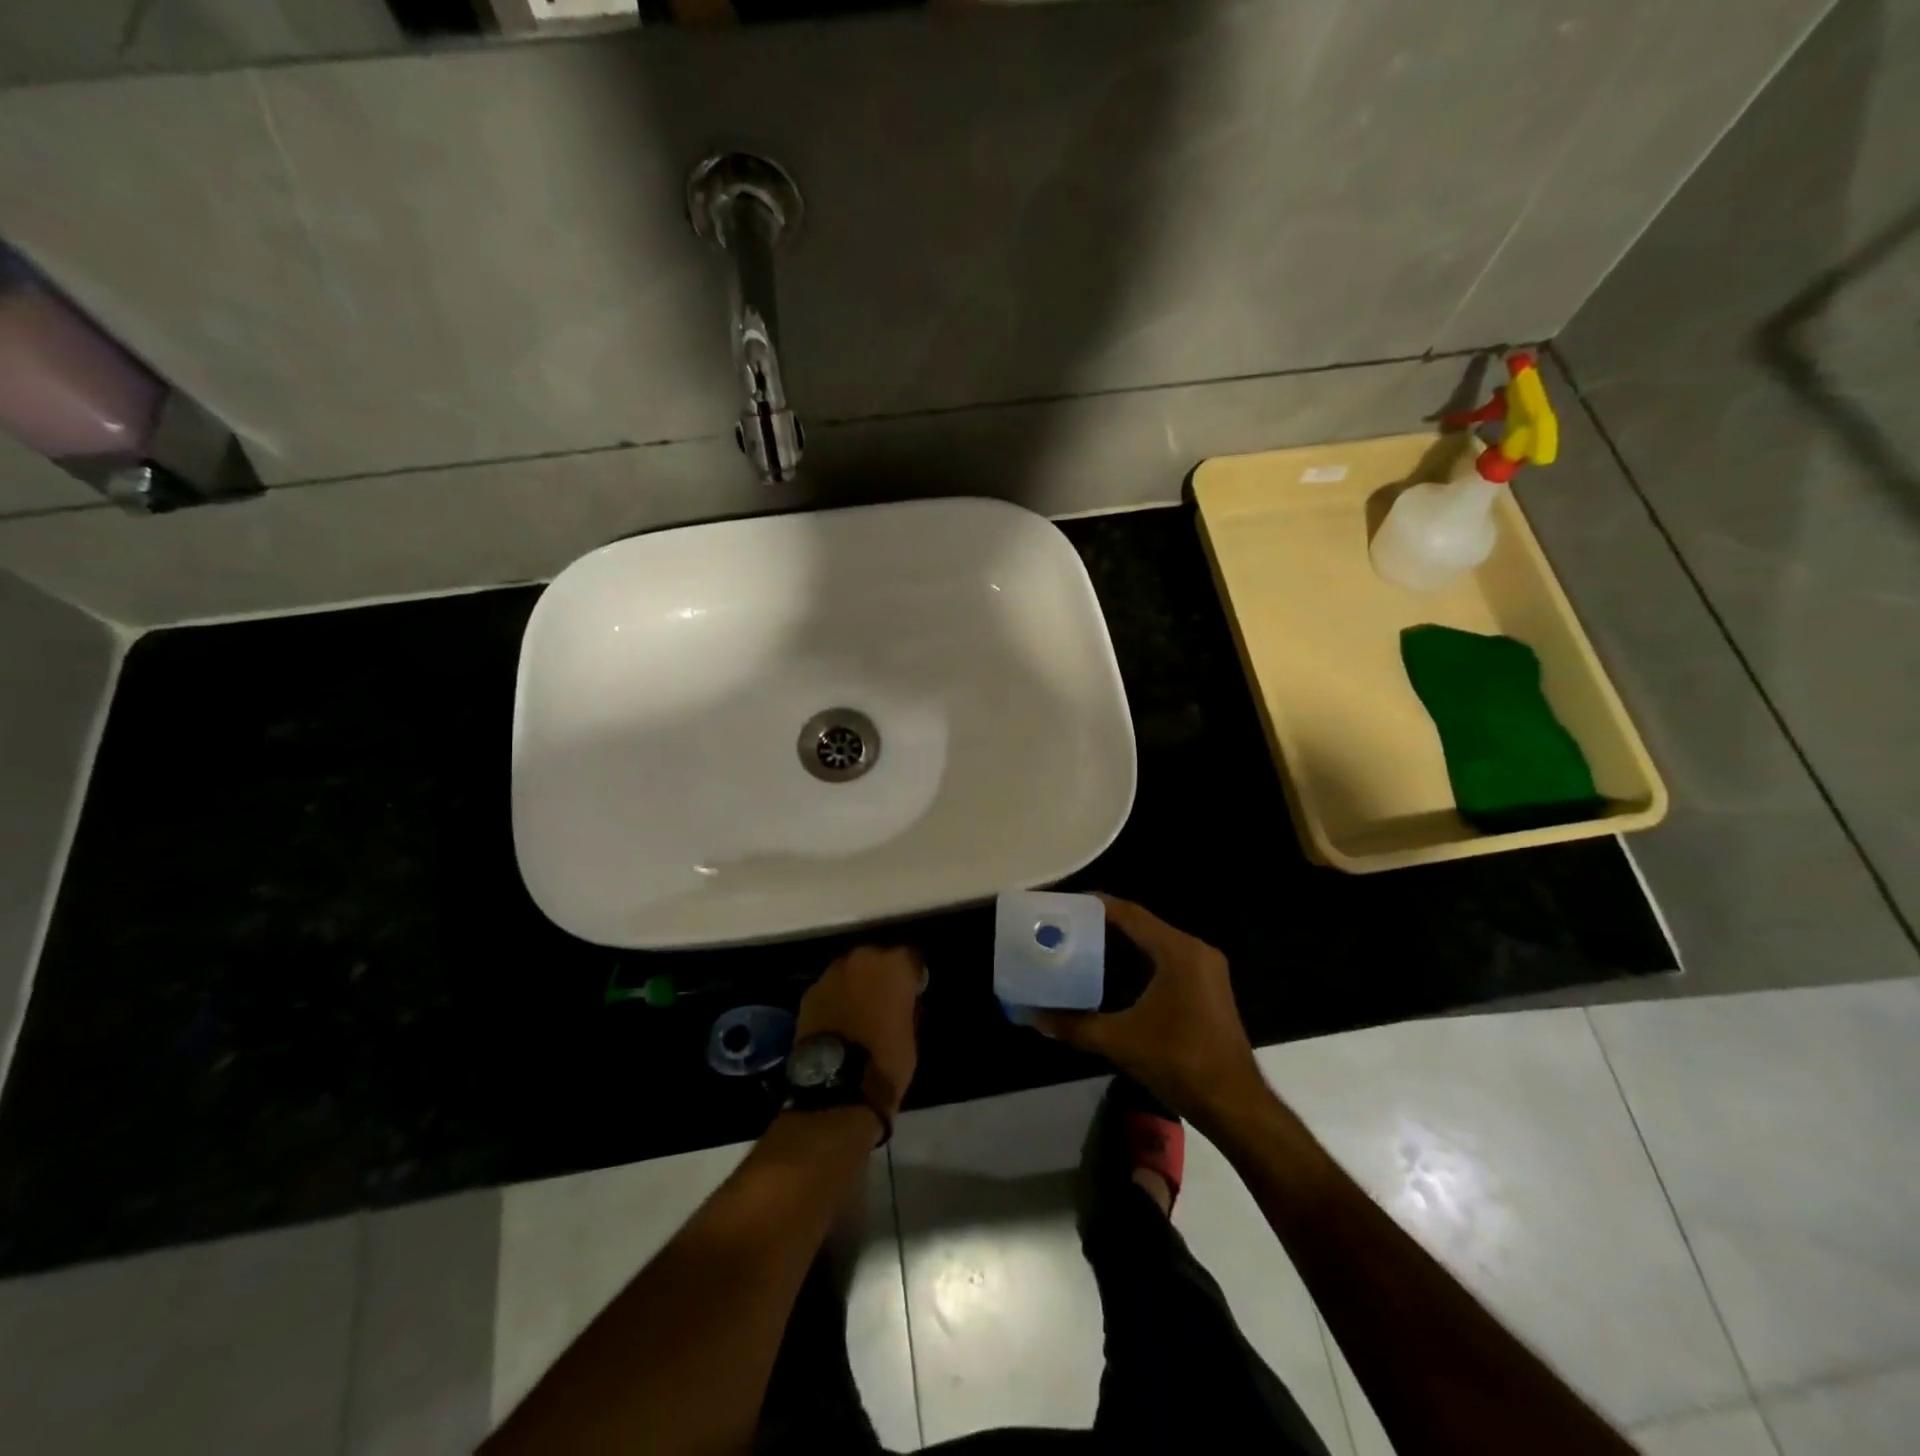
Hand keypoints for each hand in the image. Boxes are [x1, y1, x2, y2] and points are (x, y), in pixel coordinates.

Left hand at [796, 945, 924, 1116]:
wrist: (836, 1087)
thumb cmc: (886, 1061)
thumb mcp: (911, 1035)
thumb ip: (907, 1008)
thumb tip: (903, 1002)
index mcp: (895, 966)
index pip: (912, 956)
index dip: (913, 974)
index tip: (914, 990)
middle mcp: (863, 958)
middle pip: (877, 957)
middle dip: (882, 973)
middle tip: (886, 998)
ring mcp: (832, 973)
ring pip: (850, 970)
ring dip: (856, 982)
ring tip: (859, 1008)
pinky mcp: (810, 992)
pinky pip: (830, 987)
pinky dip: (836, 997)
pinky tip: (838, 1018)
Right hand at [1034, 895, 1269, 1131]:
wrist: (1234, 1105)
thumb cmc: (1179, 1063)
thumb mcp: (1120, 1041)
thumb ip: (1076, 1025)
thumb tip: (1035, 1017)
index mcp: (1178, 952)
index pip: (1131, 914)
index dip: (1096, 906)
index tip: (1064, 904)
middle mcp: (1195, 951)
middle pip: (1142, 925)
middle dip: (1104, 925)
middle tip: (1066, 927)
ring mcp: (1205, 970)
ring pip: (1155, 944)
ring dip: (1122, 944)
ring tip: (1081, 946)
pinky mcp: (1208, 989)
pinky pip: (1167, 961)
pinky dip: (1139, 962)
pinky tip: (1112, 975)